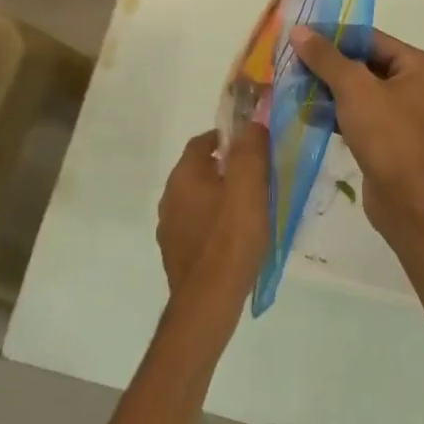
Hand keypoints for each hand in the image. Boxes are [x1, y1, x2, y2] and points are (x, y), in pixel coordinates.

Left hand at [156, 125, 270, 308]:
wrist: (208, 300)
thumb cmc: (231, 237)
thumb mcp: (249, 186)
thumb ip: (250, 150)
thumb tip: (250, 124)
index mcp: (184, 175)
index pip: (202, 141)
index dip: (227, 139)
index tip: (251, 147)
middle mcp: (169, 197)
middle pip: (198, 170)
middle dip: (225, 169)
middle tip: (255, 179)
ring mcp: (169, 227)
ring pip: (196, 199)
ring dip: (218, 197)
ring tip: (247, 210)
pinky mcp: (175, 253)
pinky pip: (196, 226)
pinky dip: (212, 224)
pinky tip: (232, 239)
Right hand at [290, 27, 423, 242]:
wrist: (406, 199)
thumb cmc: (386, 134)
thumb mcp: (354, 88)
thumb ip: (325, 57)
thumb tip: (298, 30)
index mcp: (417, 65)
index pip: (369, 38)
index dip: (333, 35)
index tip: (298, 35)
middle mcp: (413, 84)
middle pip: (362, 62)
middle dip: (326, 64)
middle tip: (291, 62)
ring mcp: (400, 112)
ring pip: (356, 90)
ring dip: (325, 88)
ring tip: (292, 86)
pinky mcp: (385, 136)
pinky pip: (355, 113)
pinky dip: (333, 111)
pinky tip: (305, 112)